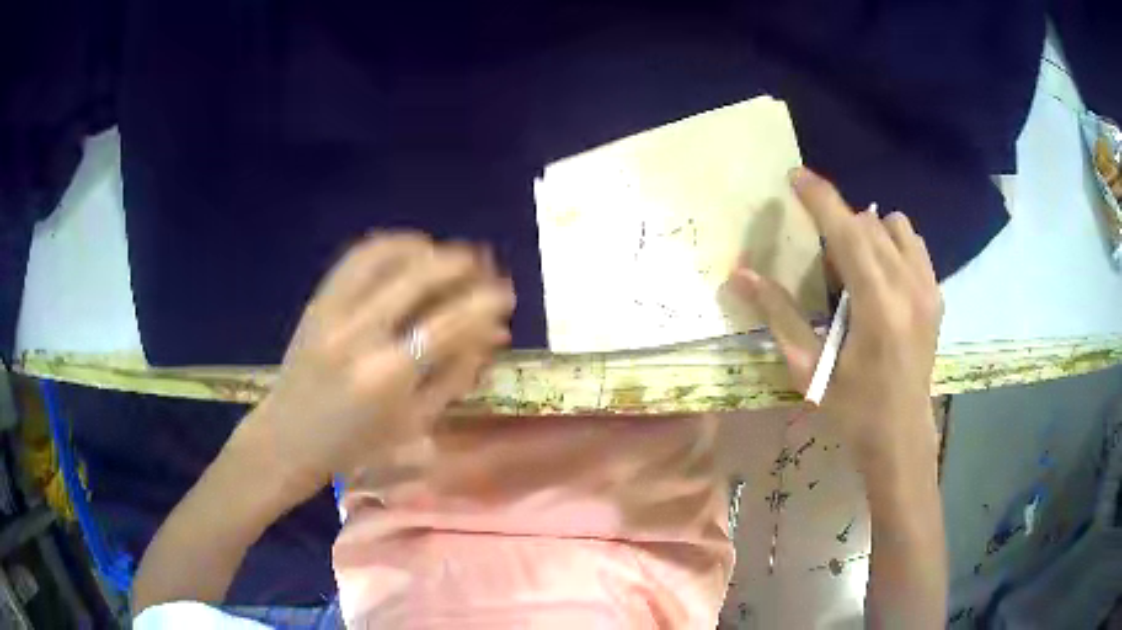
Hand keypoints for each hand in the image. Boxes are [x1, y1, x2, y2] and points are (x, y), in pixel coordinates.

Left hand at [235, 232, 515, 499]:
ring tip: (448, 253)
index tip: (505, 294)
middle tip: (485, 264)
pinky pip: (355, 258)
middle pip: (419, 278)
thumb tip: (493, 333)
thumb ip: (455, 375)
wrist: (288, 439)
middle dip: (461, 264)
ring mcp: (333, 313)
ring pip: (385, 256)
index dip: (483, 305)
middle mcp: (359, 335)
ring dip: (424, 248)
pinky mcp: (317, 303)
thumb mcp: (413, 423)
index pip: (448, 325)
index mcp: (387, 377)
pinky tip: (408, 249)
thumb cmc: (355, 445)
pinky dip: (387, 245)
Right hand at [729, 168, 942, 466]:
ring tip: (853, 265)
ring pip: (894, 227)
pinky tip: (880, 273)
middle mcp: (909, 287)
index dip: (820, 199)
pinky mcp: (937, 294)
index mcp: (878, 306)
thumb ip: (779, 316)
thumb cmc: (853, 408)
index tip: (795, 176)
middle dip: (838, 224)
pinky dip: (891, 243)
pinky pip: (913, 244)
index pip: (848, 233)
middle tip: (821, 257)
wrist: (901, 435)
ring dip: (867, 232)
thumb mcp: (810, 369)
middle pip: (869, 224)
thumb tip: (740, 275)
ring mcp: (928, 288)